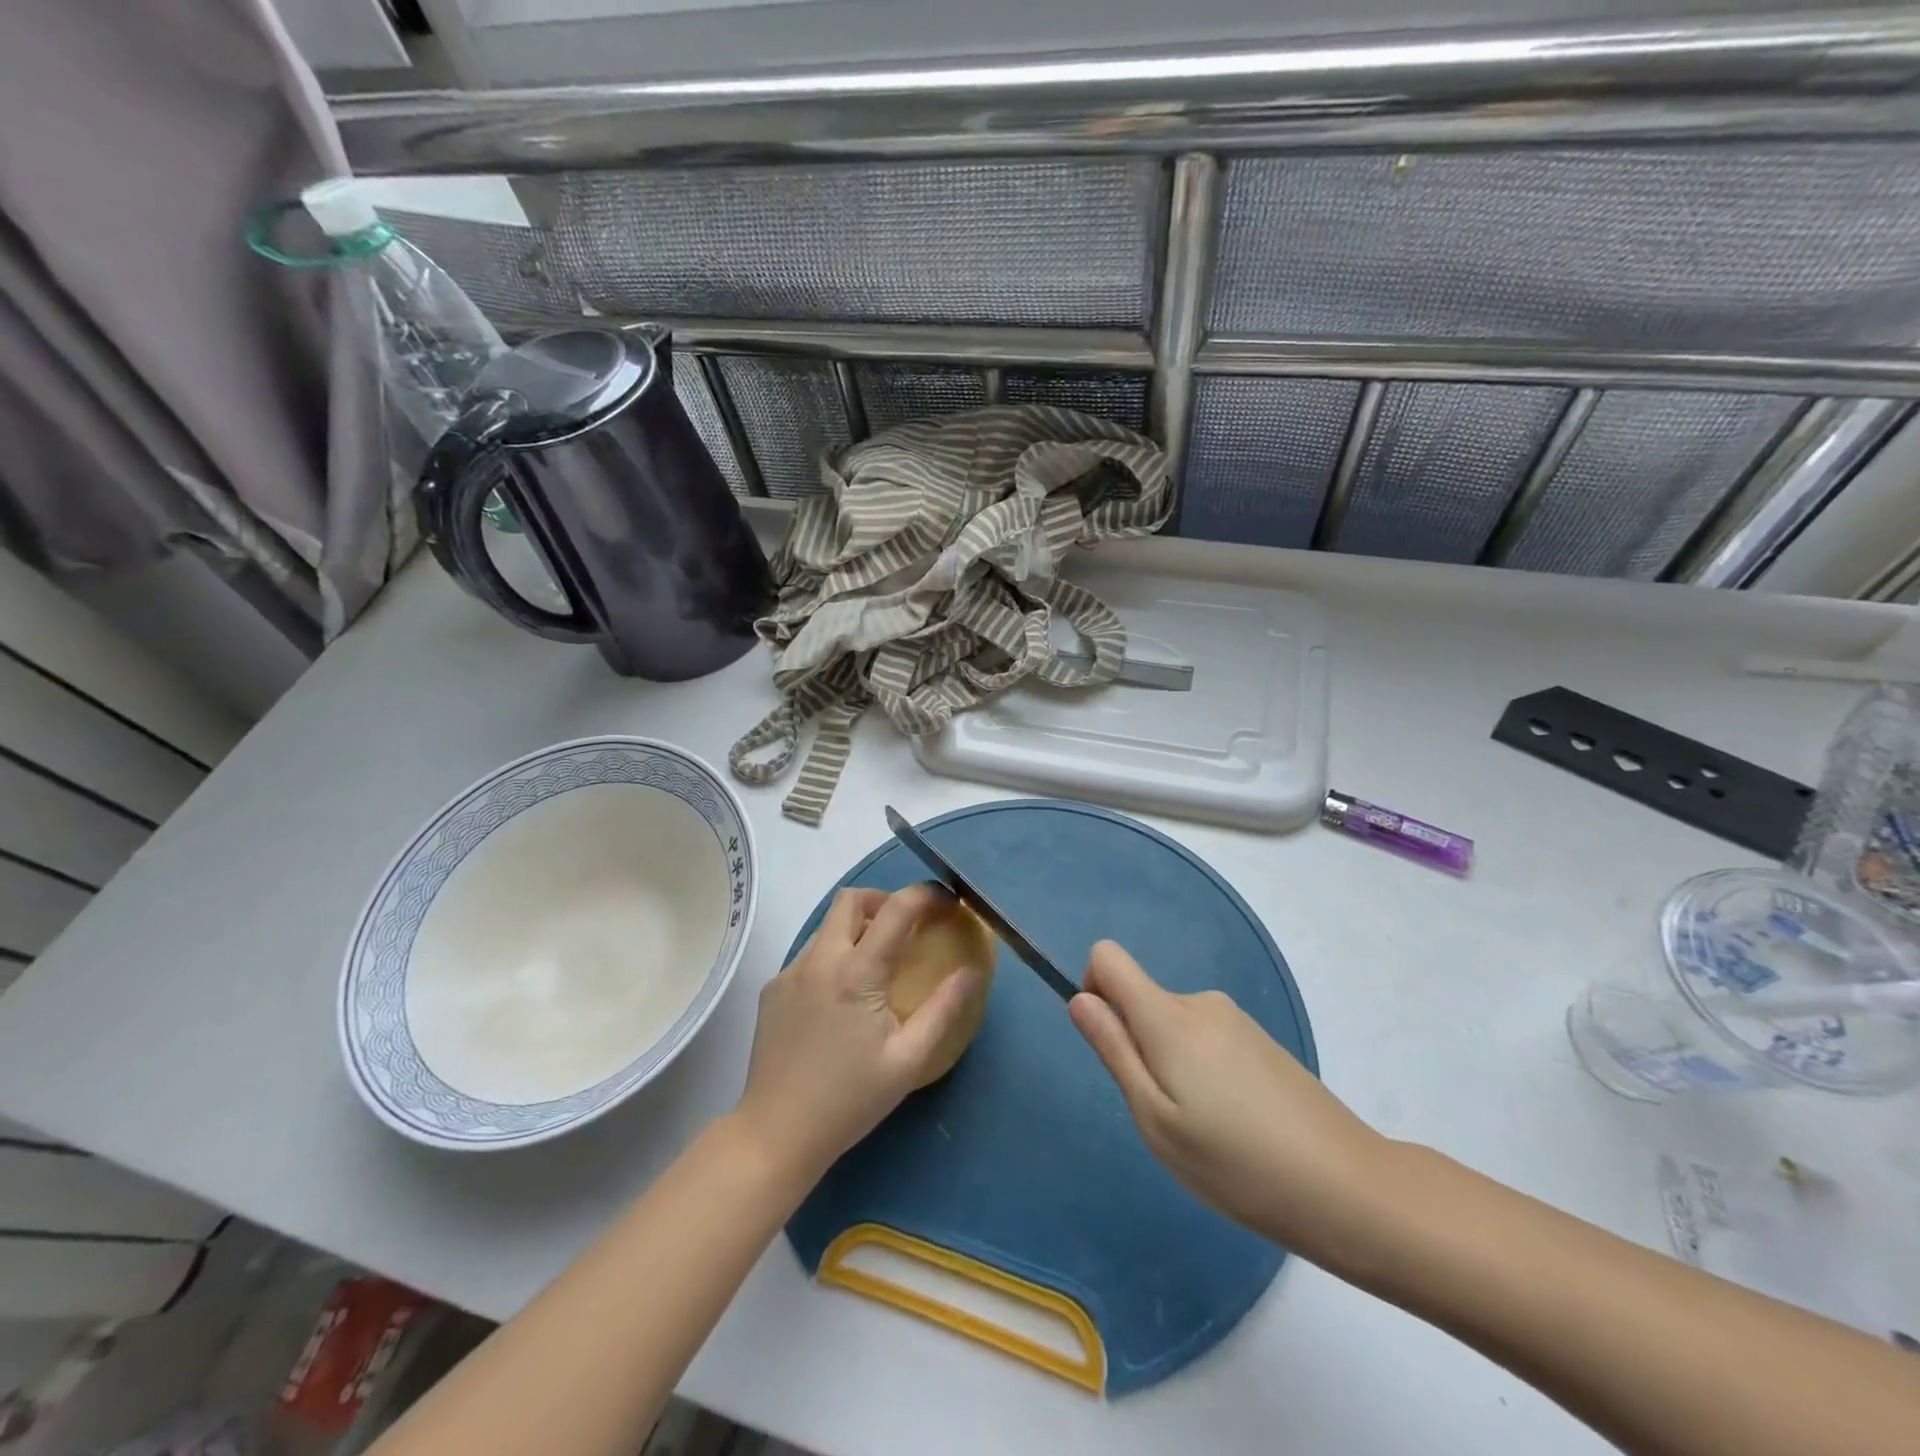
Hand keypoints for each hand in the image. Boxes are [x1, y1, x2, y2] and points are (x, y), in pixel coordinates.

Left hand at [734, 883, 978, 1189]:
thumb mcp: (909, 1060)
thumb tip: (971, 971)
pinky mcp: (772, 989)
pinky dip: (834, 955)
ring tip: (878, 964)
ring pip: (827, 925)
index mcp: (857, 973)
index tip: (948, 903)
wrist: (776, 1134)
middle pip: (852, 899)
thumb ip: (943, 1009)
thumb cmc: (851, 1100)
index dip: (927, 895)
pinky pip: (810, 953)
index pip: (896, 909)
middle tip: (908, 927)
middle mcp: (819, 960)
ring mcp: (790, 972)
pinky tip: (843, 996)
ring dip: (858, 928)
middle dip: (885, 900)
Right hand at [1069, 941, 1394, 1257]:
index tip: (1112, 1045)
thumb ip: (1114, 1050)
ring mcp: (1236, 1019)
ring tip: (1208, 1129)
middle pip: (1142, 999)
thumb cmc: (1237, 1163)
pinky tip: (1238, 1125)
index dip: (1093, 989)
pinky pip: (1206, 1039)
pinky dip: (1203, 1071)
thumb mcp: (1156, 1119)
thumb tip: (1079, 998)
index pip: (1108, 957)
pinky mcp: (1260, 1041)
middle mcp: (1201, 1002)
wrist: (1349, 1188)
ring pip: (1174, 1024)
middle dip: (1138, 1047)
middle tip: (1169, 1115)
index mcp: (1169, 1017)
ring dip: (1173, 1065)